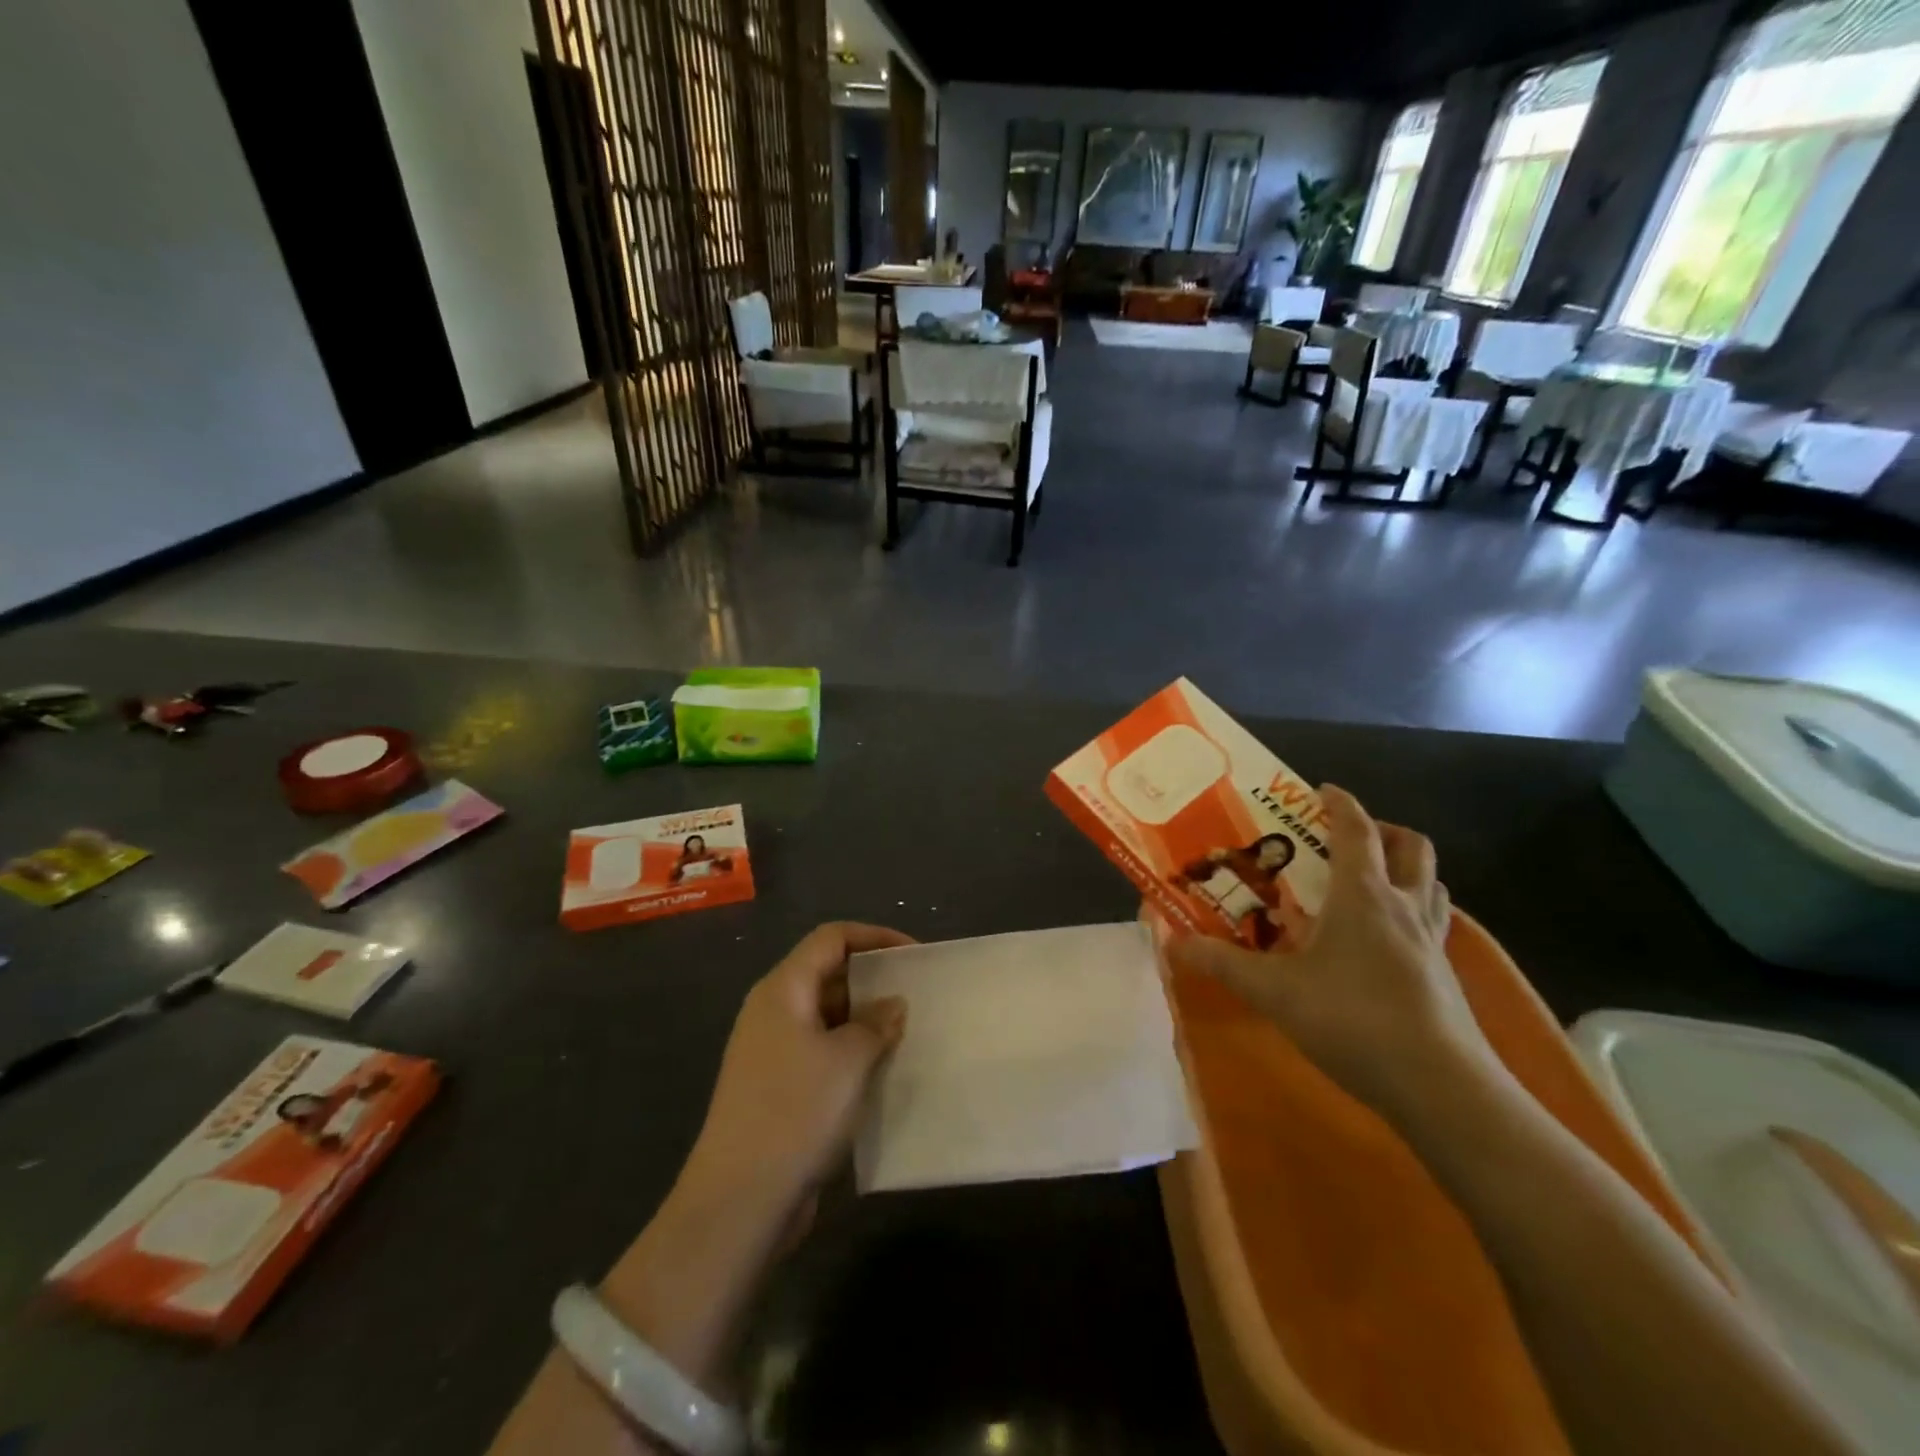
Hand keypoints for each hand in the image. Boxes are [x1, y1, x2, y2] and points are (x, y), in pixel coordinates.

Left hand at [684, 923, 911, 1220]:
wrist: (738, 1200)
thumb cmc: (796, 1112)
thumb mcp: (849, 1060)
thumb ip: (876, 1023)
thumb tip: (892, 1005)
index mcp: (783, 989)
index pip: (831, 938)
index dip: (874, 937)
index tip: (914, 954)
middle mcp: (772, 1011)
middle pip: (826, 973)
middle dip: (872, 979)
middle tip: (916, 994)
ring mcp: (771, 1051)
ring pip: (825, 1015)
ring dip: (864, 1019)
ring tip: (907, 1031)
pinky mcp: (775, 1087)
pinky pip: (820, 1050)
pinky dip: (850, 1051)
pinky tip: (881, 1070)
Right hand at [1167, 785, 1496, 1122]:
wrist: (1442, 1088)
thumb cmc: (1353, 1020)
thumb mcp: (1273, 991)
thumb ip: (1222, 962)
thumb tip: (1172, 942)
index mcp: (1363, 895)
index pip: (1356, 830)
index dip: (1339, 803)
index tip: (1319, 789)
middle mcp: (1403, 907)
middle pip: (1411, 847)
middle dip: (1382, 829)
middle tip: (1345, 837)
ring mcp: (1432, 942)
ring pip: (1431, 882)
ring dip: (1404, 868)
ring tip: (1368, 881)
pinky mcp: (1445, 975)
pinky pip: (1433, 922)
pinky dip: (1412, 910)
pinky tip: (1383, 940)